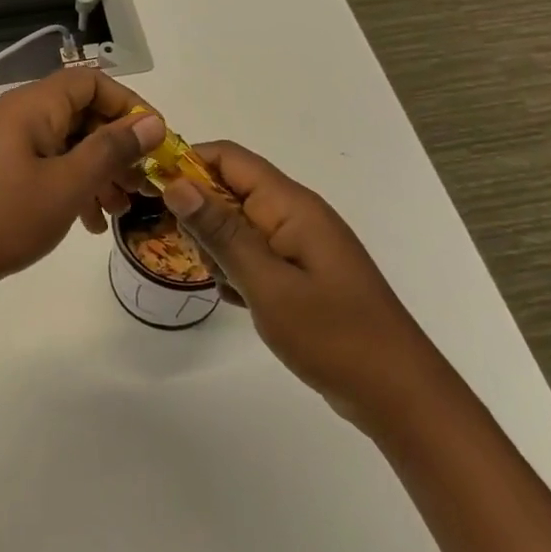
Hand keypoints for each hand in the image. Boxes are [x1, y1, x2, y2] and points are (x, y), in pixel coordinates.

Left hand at [0, 69, 163, 308]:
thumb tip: (151, 121)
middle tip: (142, 186)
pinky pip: (44, 172)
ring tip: (117, 213)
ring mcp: (3, 150)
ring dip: (96, 173)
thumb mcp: (66, 185)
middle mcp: (17, 118)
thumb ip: (111, 150)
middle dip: (116, 147)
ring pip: (64, 147)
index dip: (128, 105)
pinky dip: (70, 190)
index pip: (91, 81)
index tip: (155, 143)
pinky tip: (86, 226)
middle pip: (80, 115)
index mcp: (32, 106)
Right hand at [161, 143, 438, 437]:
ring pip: (237, 225)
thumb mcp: (266, 282)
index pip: (228, 158)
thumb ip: (220, 231)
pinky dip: (239, 271)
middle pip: (229, 190)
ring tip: (231, 287)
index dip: (186, 163)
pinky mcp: (301, 270)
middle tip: (203, 259)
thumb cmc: (333, 334)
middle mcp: (294, 213)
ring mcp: (299, 243)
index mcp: (290, 204)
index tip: (152, 191)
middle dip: (202, 217)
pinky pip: (254, 254)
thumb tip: (176, 183)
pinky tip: (243, 301)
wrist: (398, 394)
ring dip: (220, 250)